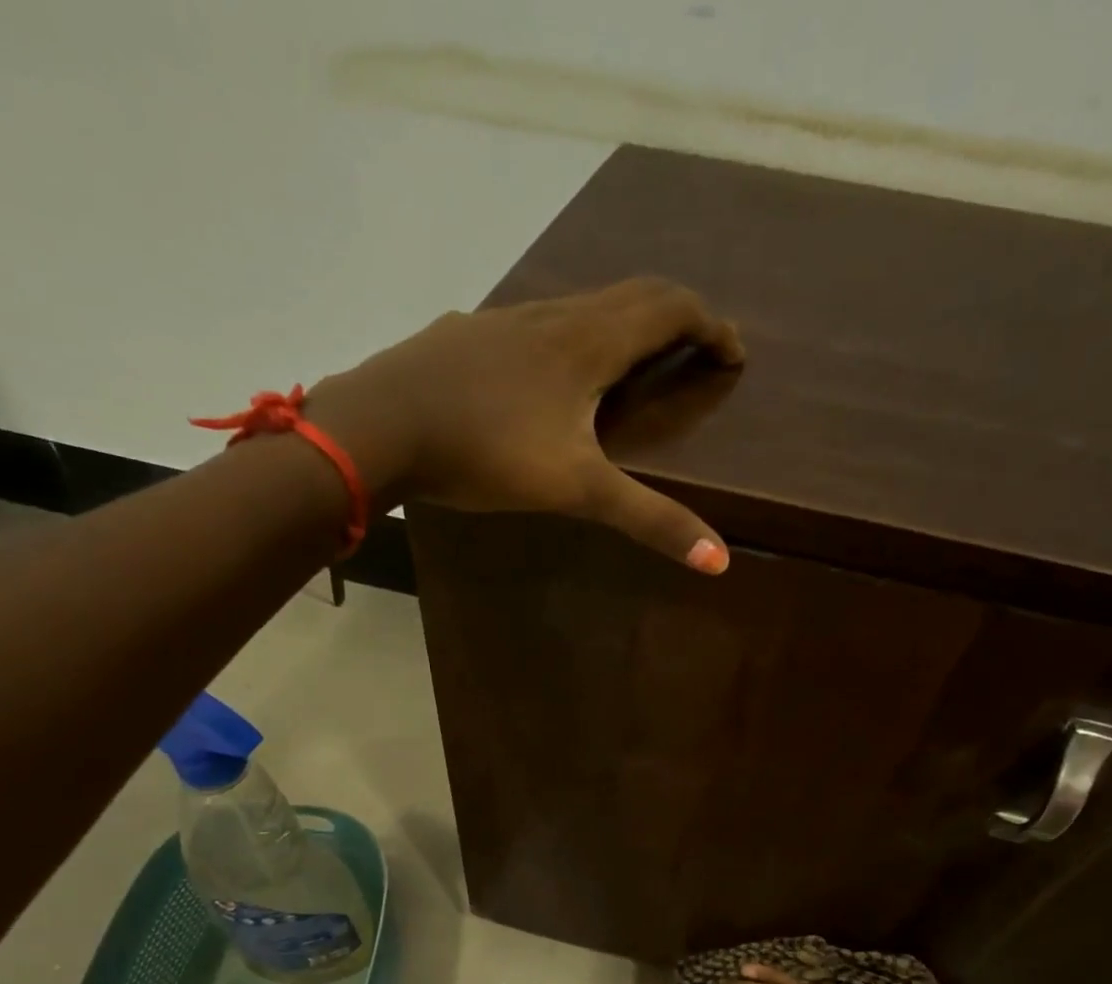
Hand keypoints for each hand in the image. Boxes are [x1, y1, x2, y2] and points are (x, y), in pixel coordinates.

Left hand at [308, 278, 743, 572]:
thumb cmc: (485, 451)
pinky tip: (546, 373)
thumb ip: (648, 519)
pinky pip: (533, 322)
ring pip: (579, 305)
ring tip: (632, 360)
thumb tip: (718, 559)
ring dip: (620, 322)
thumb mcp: (575, 489)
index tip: (734, 352)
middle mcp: (552, 317)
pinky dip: (567, 335)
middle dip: (675, 315)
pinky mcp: (466, 335)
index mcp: (588, 343)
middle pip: (630, 295)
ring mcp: (503, 320)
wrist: (378, 424)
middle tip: (696, 347)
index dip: (711, 325)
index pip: (669, 309)